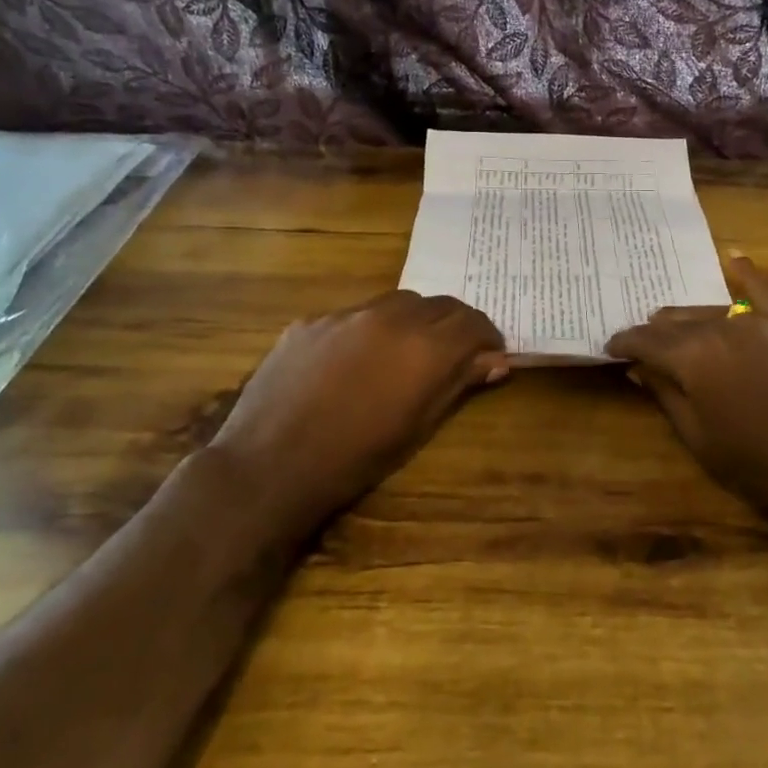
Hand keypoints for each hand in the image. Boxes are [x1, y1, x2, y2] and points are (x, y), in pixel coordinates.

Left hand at [206, 291, 507, 540]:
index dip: (488, 336)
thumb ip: (459, 384)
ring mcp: (346, 315)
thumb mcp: (418, 426)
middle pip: (439, 304)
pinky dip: (370, 329)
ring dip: (414, 320)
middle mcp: (391, 318)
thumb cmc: (357, 458)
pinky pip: (354, 314)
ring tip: (406, 351)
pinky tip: (355, 360)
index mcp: (425, 348)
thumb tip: (496, 361)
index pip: (473, 322)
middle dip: (455, 324)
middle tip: (455, 352)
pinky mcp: (311, 321)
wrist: (271, 465)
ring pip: (397, 302)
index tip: (490, 353)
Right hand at [606, 259, 767, 539]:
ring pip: (717, 310)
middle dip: (658, 332)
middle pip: (681, 322)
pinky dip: (750, 276)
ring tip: (676, 320)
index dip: (626, 343)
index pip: (648, 342)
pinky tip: (735, 261)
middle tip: (644, 342)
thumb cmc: (758, 465)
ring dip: (693, 318)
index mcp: (694, 357)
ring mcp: (766, 321)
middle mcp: (726, 328)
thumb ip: (666, 394)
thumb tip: (639, 368)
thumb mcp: (699, 437)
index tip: (611, 346)